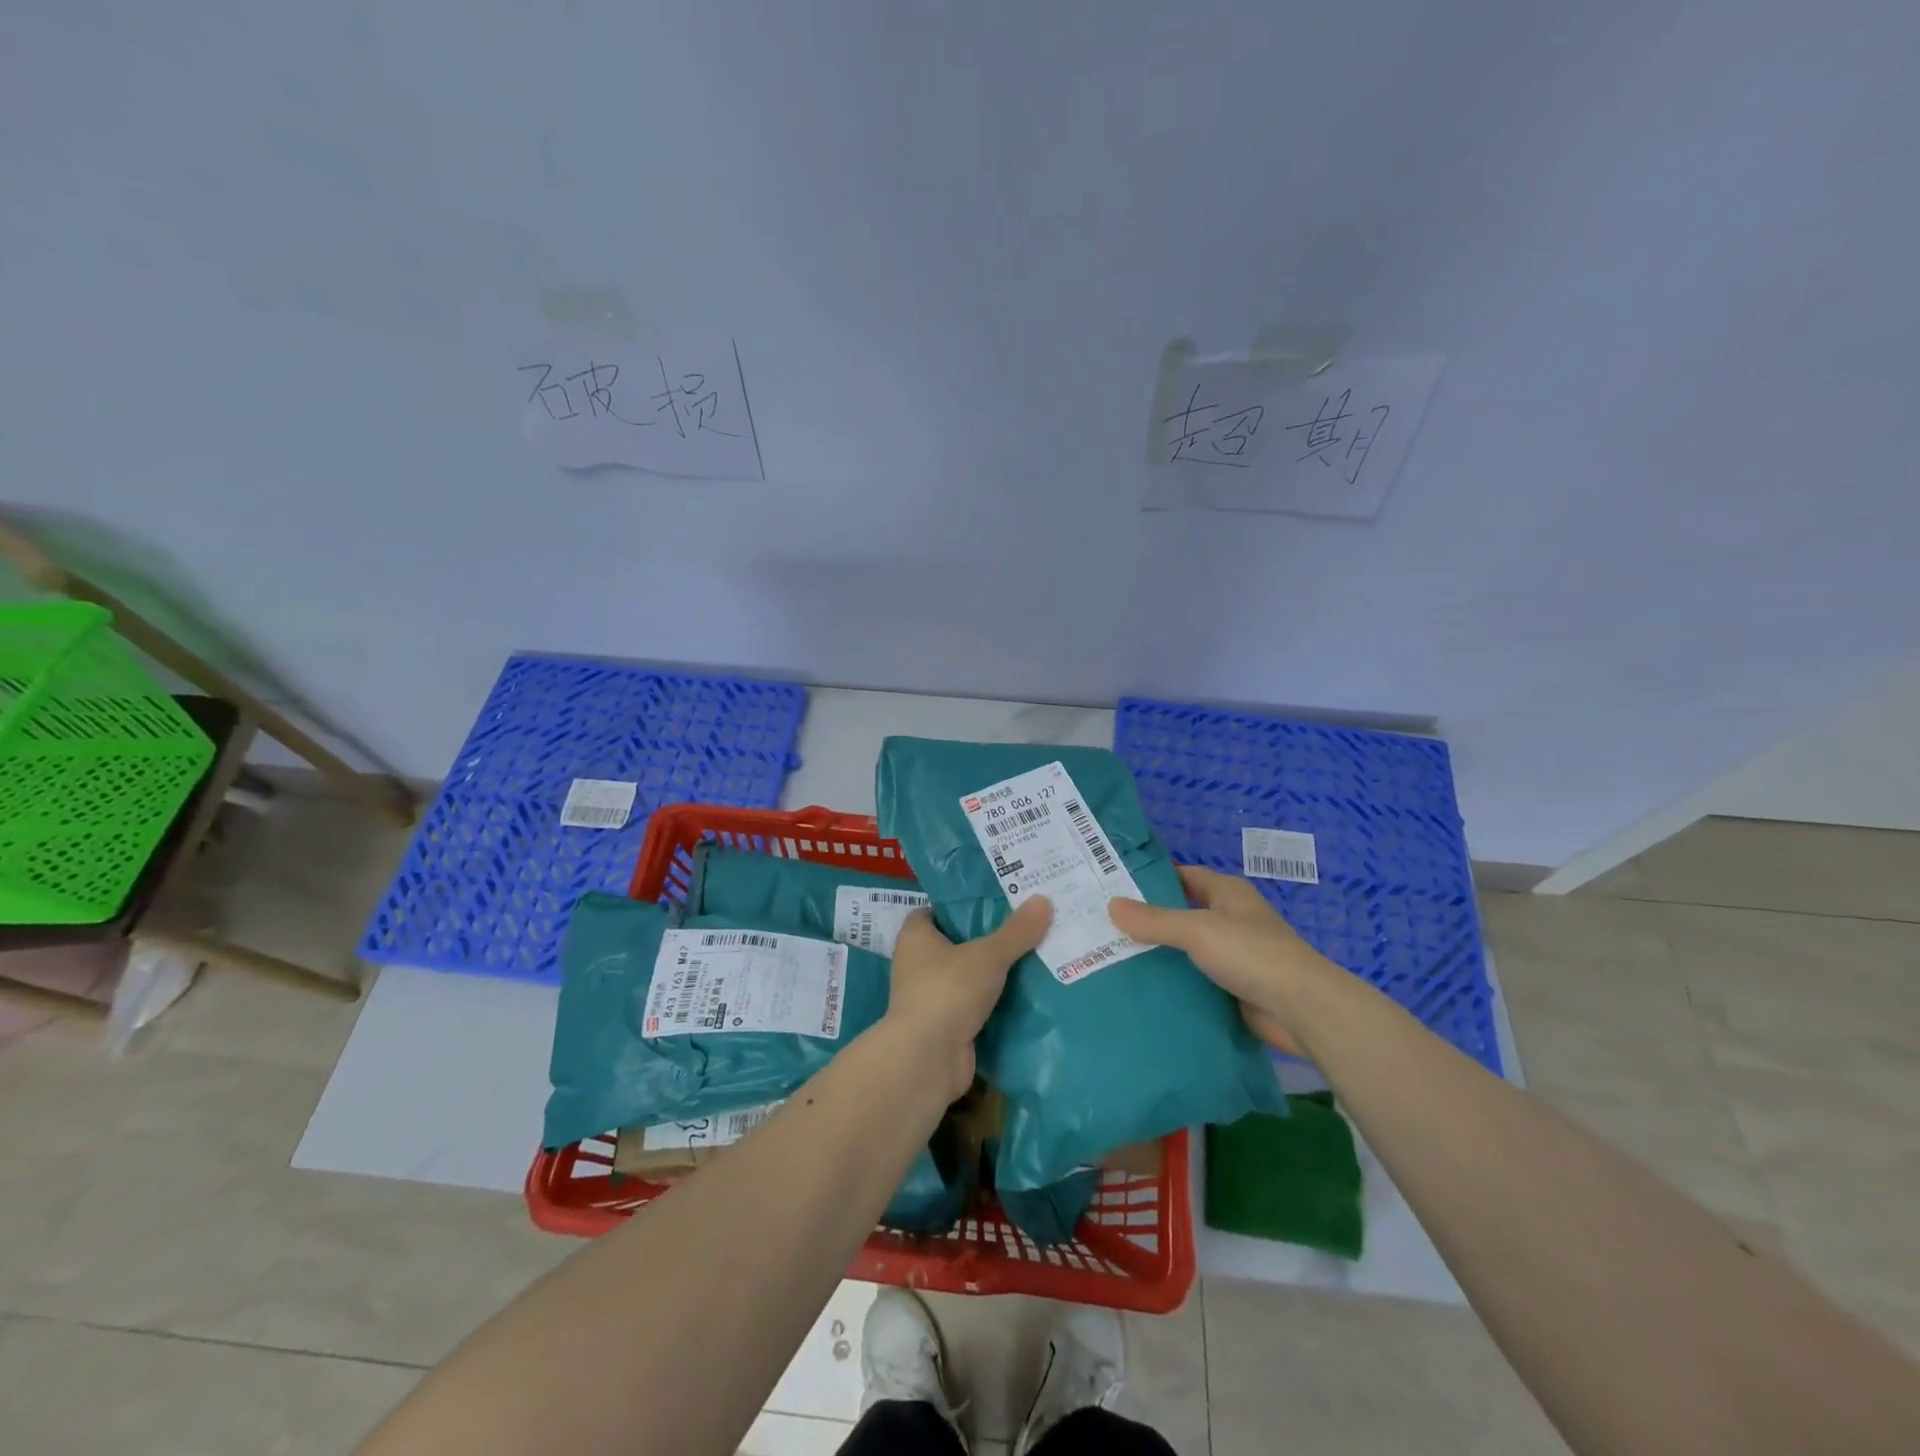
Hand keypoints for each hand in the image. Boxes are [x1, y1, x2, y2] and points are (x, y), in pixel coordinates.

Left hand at [884, 897, 1051, 1100]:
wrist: (928, 1058)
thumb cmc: (948, 990)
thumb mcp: (988, 955)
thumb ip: (1016, 931)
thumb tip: (1044, 900)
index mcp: (916, 936)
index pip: (937, 911)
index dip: (963, 905)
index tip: (997, 900)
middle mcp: (918, 964)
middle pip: (958, 943)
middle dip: (989, 938)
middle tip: (1027, 925)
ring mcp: (932, 997)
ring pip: (969, 976)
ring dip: (995, 972)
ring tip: (1037, 955)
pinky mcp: (947, 1025)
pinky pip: (977, 1005)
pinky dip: (997, 1002)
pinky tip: (1029, 993)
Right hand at [1109, 866, 1337, 1056]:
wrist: (1303, 1010)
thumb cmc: (1252, 954)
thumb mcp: (1198, 930)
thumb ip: (1155, 920)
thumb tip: (1112, 905)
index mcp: (1228, 893)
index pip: (1184, 876)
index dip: (1153, 878)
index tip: (1115, 885)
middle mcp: (1231, 919)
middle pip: (1182, 913)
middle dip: (1148, 920)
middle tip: (1104, 924)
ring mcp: (1234, 956)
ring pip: (1187, 950)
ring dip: (1159, 954)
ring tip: (1112, 957)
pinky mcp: (1233, 989)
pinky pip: (1195, 980)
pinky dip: (1173, 983)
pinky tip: (1143, 988)